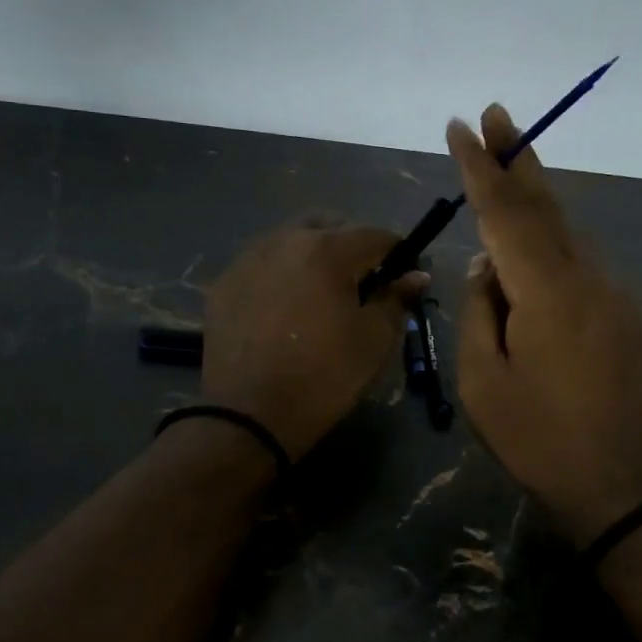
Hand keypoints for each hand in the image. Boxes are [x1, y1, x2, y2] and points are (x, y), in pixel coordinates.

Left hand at [202, 217, 425, 460]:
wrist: (249, 415)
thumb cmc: (323, 376)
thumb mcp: (374, 341)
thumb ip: (397, 299)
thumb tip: (416, 275)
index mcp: (328, 250)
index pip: (376, 235)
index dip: (398, 254)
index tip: (404, 277)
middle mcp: (285, 240)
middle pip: (329, 225)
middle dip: (351, 245)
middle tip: (361, 282)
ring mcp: (249, 259)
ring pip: (291, 240)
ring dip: (314, 255)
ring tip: (320, 294)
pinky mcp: (225, 283)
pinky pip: (263, 264)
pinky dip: (281, 274)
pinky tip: (284, 308)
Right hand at [448, 106, 641, 541]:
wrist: (626, 483)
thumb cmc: (541, 438)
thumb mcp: (483, 383)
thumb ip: (478, 314)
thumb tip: (486, 270)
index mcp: (546, 291)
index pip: (505, 213)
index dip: (480, 167)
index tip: (461, 127)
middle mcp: (585, 277)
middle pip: (546, 204)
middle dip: (518, 156)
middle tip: (498, 113)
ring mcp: (610, 294)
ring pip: (565, 230)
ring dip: (534, 194)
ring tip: (506, 163)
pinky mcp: (620, 314)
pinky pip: (575, 260)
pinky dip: (548, 237)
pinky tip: (527, 243)